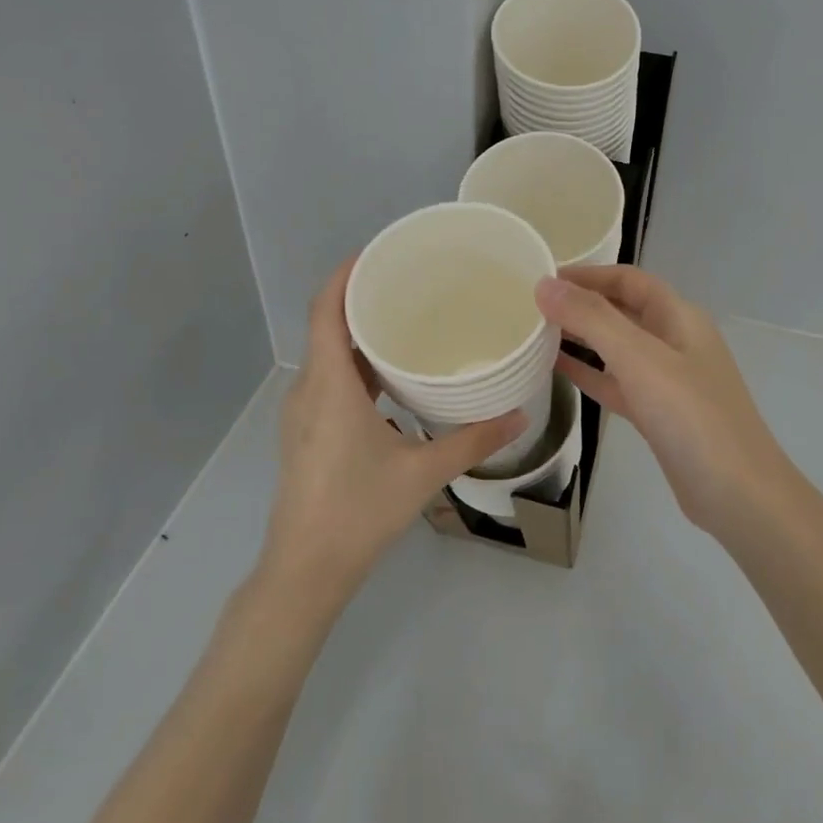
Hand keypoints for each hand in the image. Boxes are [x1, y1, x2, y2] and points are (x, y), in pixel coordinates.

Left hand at [261, 258, 525, 607]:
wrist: (306, 570)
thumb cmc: (358, 511)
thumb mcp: (422, 472)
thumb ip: (472, 440)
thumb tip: (520, 415)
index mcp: (329, 385)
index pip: (326, 309)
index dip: (345, 274)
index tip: (378, 252)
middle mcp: (308, 389)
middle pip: (327, 325)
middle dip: (361, 297)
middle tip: (408, 281)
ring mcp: (303, 412)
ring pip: (328, 355)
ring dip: (358, 332)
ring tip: (404, 318)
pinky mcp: (306, 431)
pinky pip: (329, 379)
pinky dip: (355, 364)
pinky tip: (390, 374)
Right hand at [536, 267, 789, 535]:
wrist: (738, 495)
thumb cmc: (692, 416)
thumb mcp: (639, 359)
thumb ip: (591, 319)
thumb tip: (544, 285)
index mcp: (678, 317)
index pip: (628, 280)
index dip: (587, 274)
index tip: (542, 278)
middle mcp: (674, 341)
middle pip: (622, 310)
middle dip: (580, 304)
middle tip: (530, 305)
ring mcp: (666, 380)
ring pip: (616, 347)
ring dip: (580, 337)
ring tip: (534, 332)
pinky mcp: (657, 414)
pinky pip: (616, 382)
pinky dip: (588, 372)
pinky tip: (556, 369)